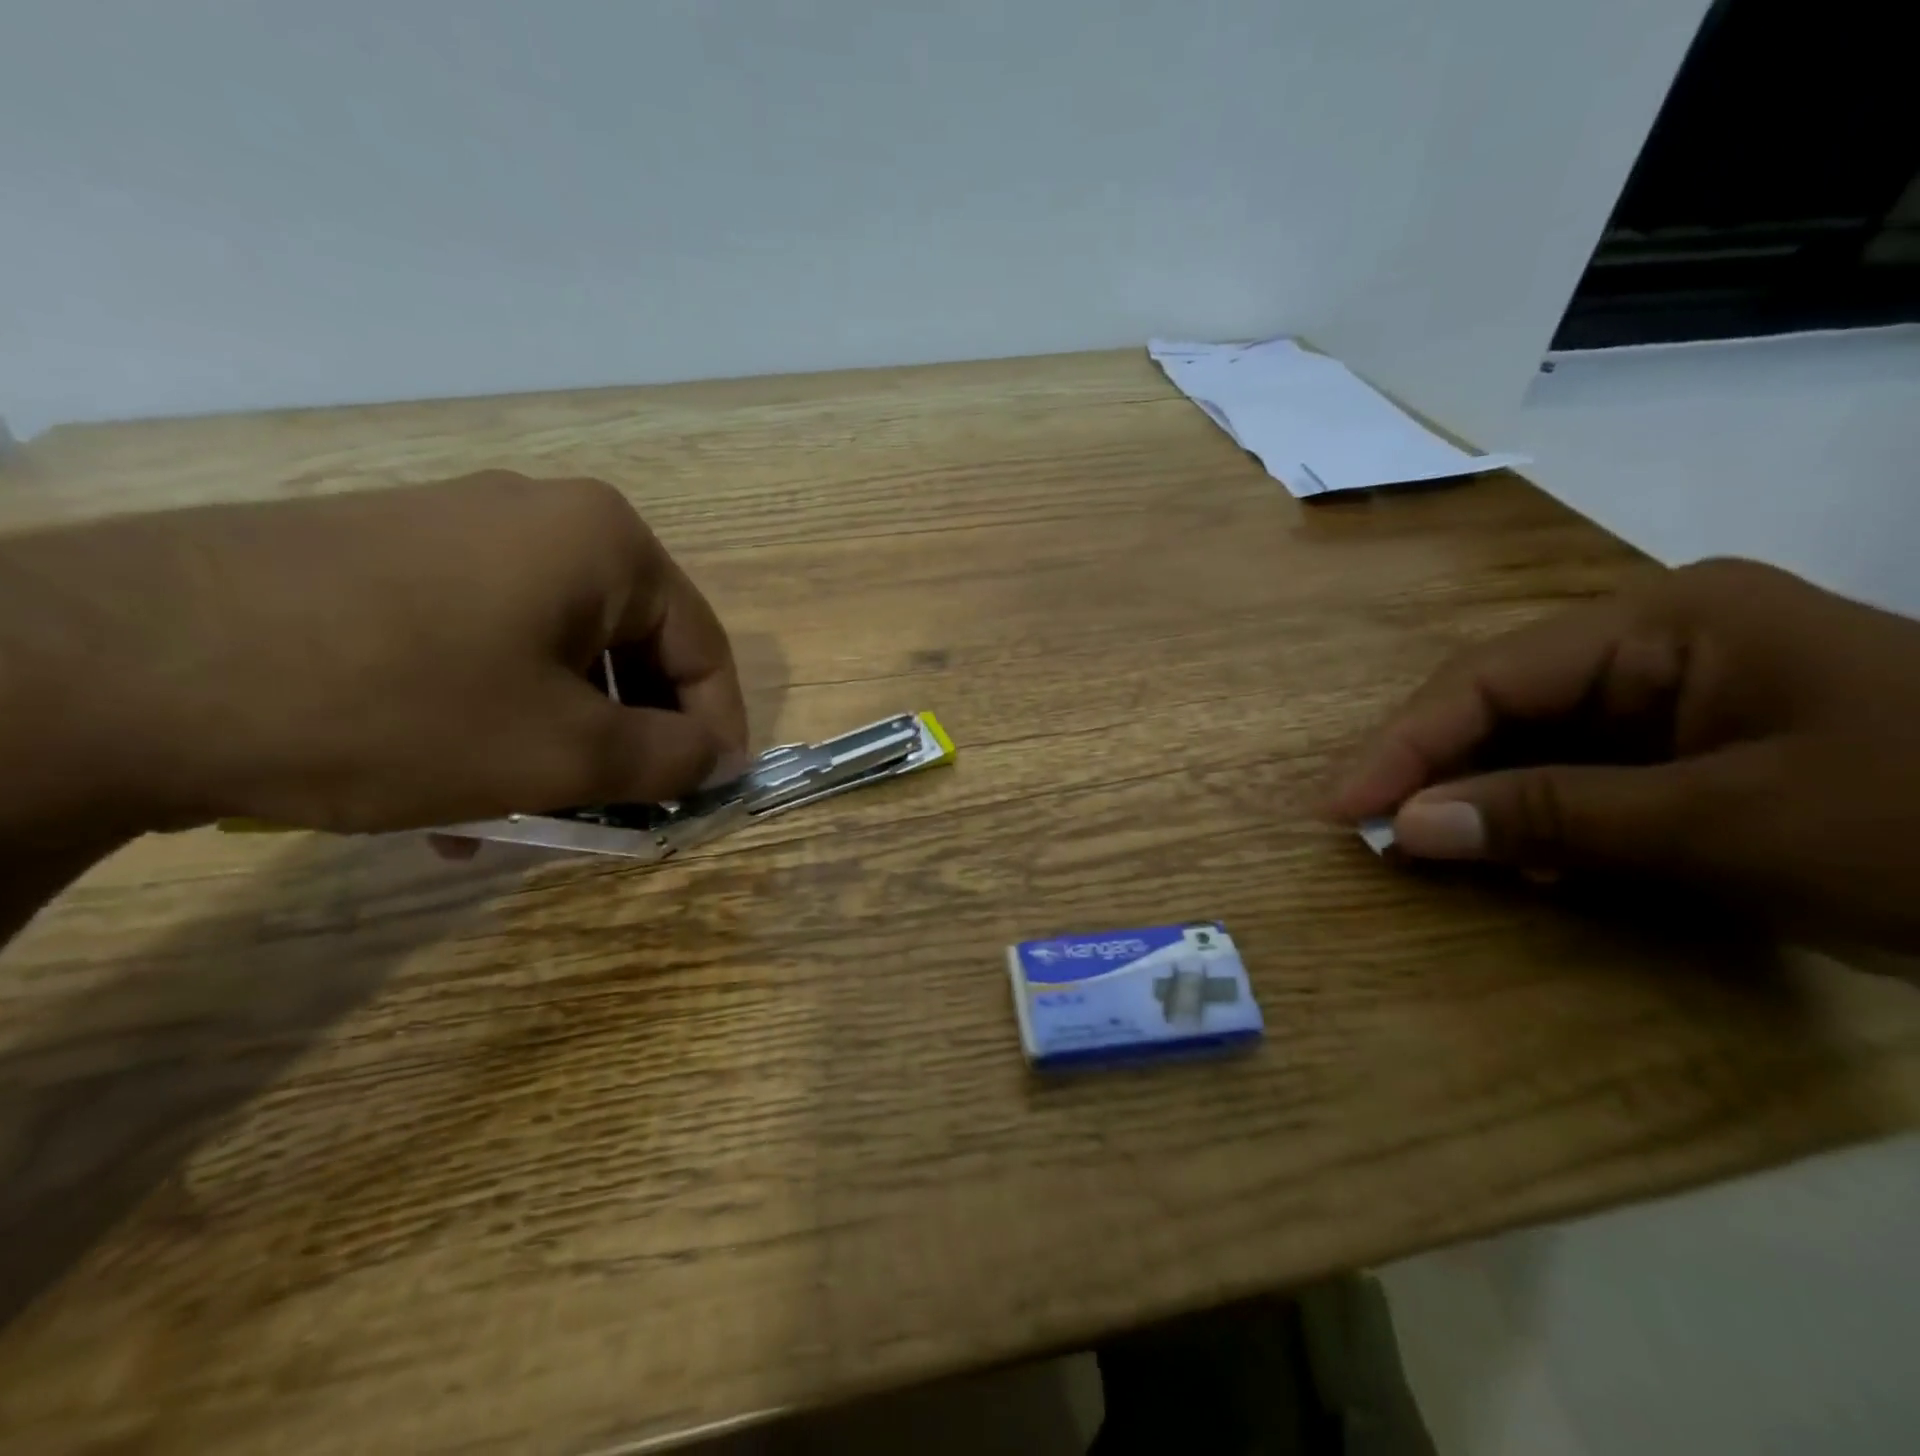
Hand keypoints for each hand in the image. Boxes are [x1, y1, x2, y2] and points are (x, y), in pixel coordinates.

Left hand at [0, 473, 747, 843]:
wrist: (113, 666)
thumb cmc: (399, 705)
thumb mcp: (564, 753)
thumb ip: (670, 759)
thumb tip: (723, 762)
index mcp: (606, 542)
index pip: (701, 646)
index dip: (717, 729)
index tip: (708, 797)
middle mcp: (542, 517)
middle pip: (627, 649)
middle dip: (627, 742)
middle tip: (616, 815)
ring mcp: (458, 530)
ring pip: (553, 654)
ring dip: (558, 741)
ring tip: (522, 819)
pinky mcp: (389, 558)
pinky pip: (485, 644)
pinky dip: (495, 715)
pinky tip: (453, 785)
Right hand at [1328, 559, 1919, 950]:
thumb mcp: (1734, 826)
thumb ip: (1554, 817)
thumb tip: (1407, 828)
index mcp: (1666, 622)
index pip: (1490, 678)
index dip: (1404, 744)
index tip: (1340, 808)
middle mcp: (1657, 641)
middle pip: (1501, 702)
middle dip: (1433, 767)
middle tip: (1370, 829)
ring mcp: (1679, 691)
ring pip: (1533, 739)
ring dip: (1482, 795)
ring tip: (1426, 844)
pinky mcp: (1696, 744)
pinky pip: (1581, 771)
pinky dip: (1541, 815)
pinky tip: (1521, 854)